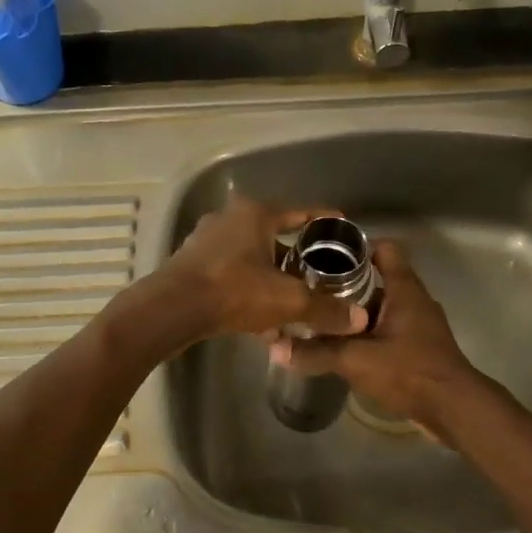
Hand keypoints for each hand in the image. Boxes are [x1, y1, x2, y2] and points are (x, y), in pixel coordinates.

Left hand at [151, 197, 370, 347]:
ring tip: (290, 302)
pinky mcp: (191, 262)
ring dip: (271, 277)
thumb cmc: (235, 291)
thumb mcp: (288, 301)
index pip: (300, 213)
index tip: (340, 226)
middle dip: (296, 257)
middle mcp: (230, 218)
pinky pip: (231, 272)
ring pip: (251, 256)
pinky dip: (248, 288)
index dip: (323, 220)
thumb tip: (359, 318)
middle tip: (317, 273)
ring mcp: (206, 239)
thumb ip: (324, 308)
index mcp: (256, 214)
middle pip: (274, 235)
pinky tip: (260, 319)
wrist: (172, 309)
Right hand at [269, 239, 480, 438]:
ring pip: (384, 306)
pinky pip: (391, 329)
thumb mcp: (356, 360)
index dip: (357, 247)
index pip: (385, 249)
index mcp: (404, 289)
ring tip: (324, 319)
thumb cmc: (409, 371)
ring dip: (358, 311)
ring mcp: (421, 325)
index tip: (326, 257)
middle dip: (348, 283)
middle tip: (314, 291)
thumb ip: (316, 352)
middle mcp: (415, 300)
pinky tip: (347, 348)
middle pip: (380, 278)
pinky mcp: (421, 348)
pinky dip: (370, 333)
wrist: (455, 409)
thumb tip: (276, 348)